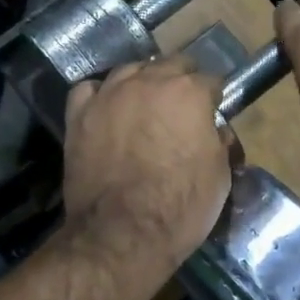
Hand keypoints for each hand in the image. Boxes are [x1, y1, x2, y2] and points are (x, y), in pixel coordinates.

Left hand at [62, 55, 232, 276]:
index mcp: (189, 93)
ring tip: (145, 105)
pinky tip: (108, 109)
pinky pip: (90, 89)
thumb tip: (213, 131)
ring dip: (143, 83)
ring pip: (130, 70)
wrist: (121, 234)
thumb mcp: (220, 176)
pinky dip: (101, 95)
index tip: (213, 115)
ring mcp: (109, 95)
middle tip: (183, 110)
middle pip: (171, 65)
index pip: (211, 81)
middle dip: (182, 81)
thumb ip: (219, 142)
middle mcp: (149, 82)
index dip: (214, 99)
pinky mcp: (79, 115)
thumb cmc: (181, 207)